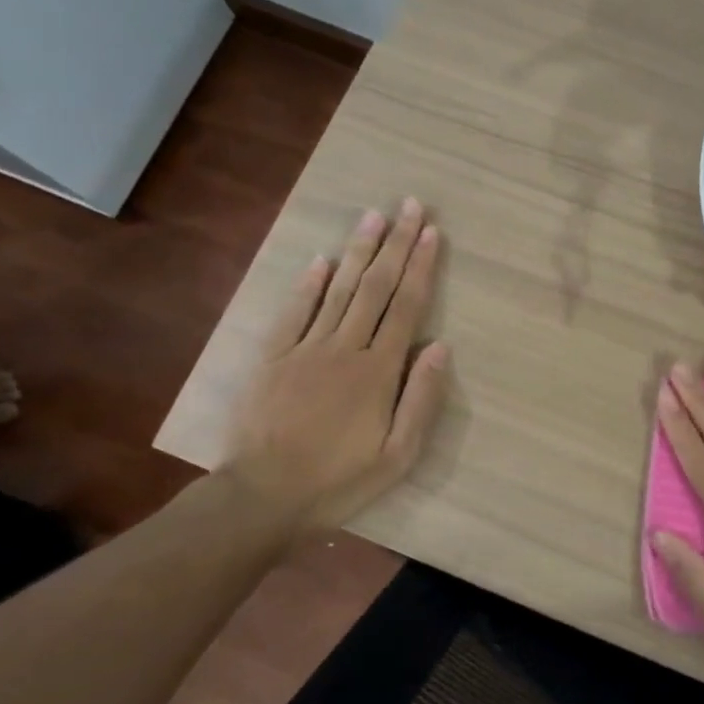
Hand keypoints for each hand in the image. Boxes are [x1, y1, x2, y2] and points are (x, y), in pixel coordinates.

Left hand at [222, 200, 449, 533]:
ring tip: (373, 216)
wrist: (263, 497)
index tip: (432, 233)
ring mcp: (305, 350)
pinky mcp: (272, 359)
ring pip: (337, 290)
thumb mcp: (398, 455)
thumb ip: (422, 399)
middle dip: (396, 245)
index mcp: (378, 372)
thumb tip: (441, 347)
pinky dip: (308, 284)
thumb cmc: (340, 481)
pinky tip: (320, 259)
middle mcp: (344, 349)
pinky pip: (293, 313)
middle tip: (410, 206)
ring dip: (358, 251)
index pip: (405, 308)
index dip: (421, 268)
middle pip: (375, 288)